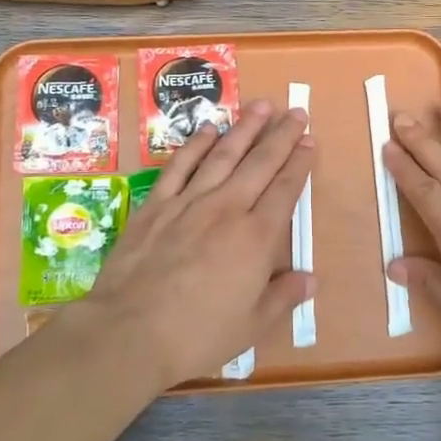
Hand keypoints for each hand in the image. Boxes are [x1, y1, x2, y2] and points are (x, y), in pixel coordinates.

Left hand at [79, 101, 313, 389]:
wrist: (129, 332)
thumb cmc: (197, 335)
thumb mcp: (251, 326)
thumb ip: (283, 297)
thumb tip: (311, 279)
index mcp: (256, 238)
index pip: (285, 190)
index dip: (300, 163)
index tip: (310, 141)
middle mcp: (227, 209)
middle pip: (260, 163)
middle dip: (281, 136)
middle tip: (296, 111)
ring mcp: (189, 202)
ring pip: (223, 155)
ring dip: (244, 128)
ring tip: (260, 106)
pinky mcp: (156, 205)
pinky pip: (180, 166)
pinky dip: (195, 145)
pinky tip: (208, 129)